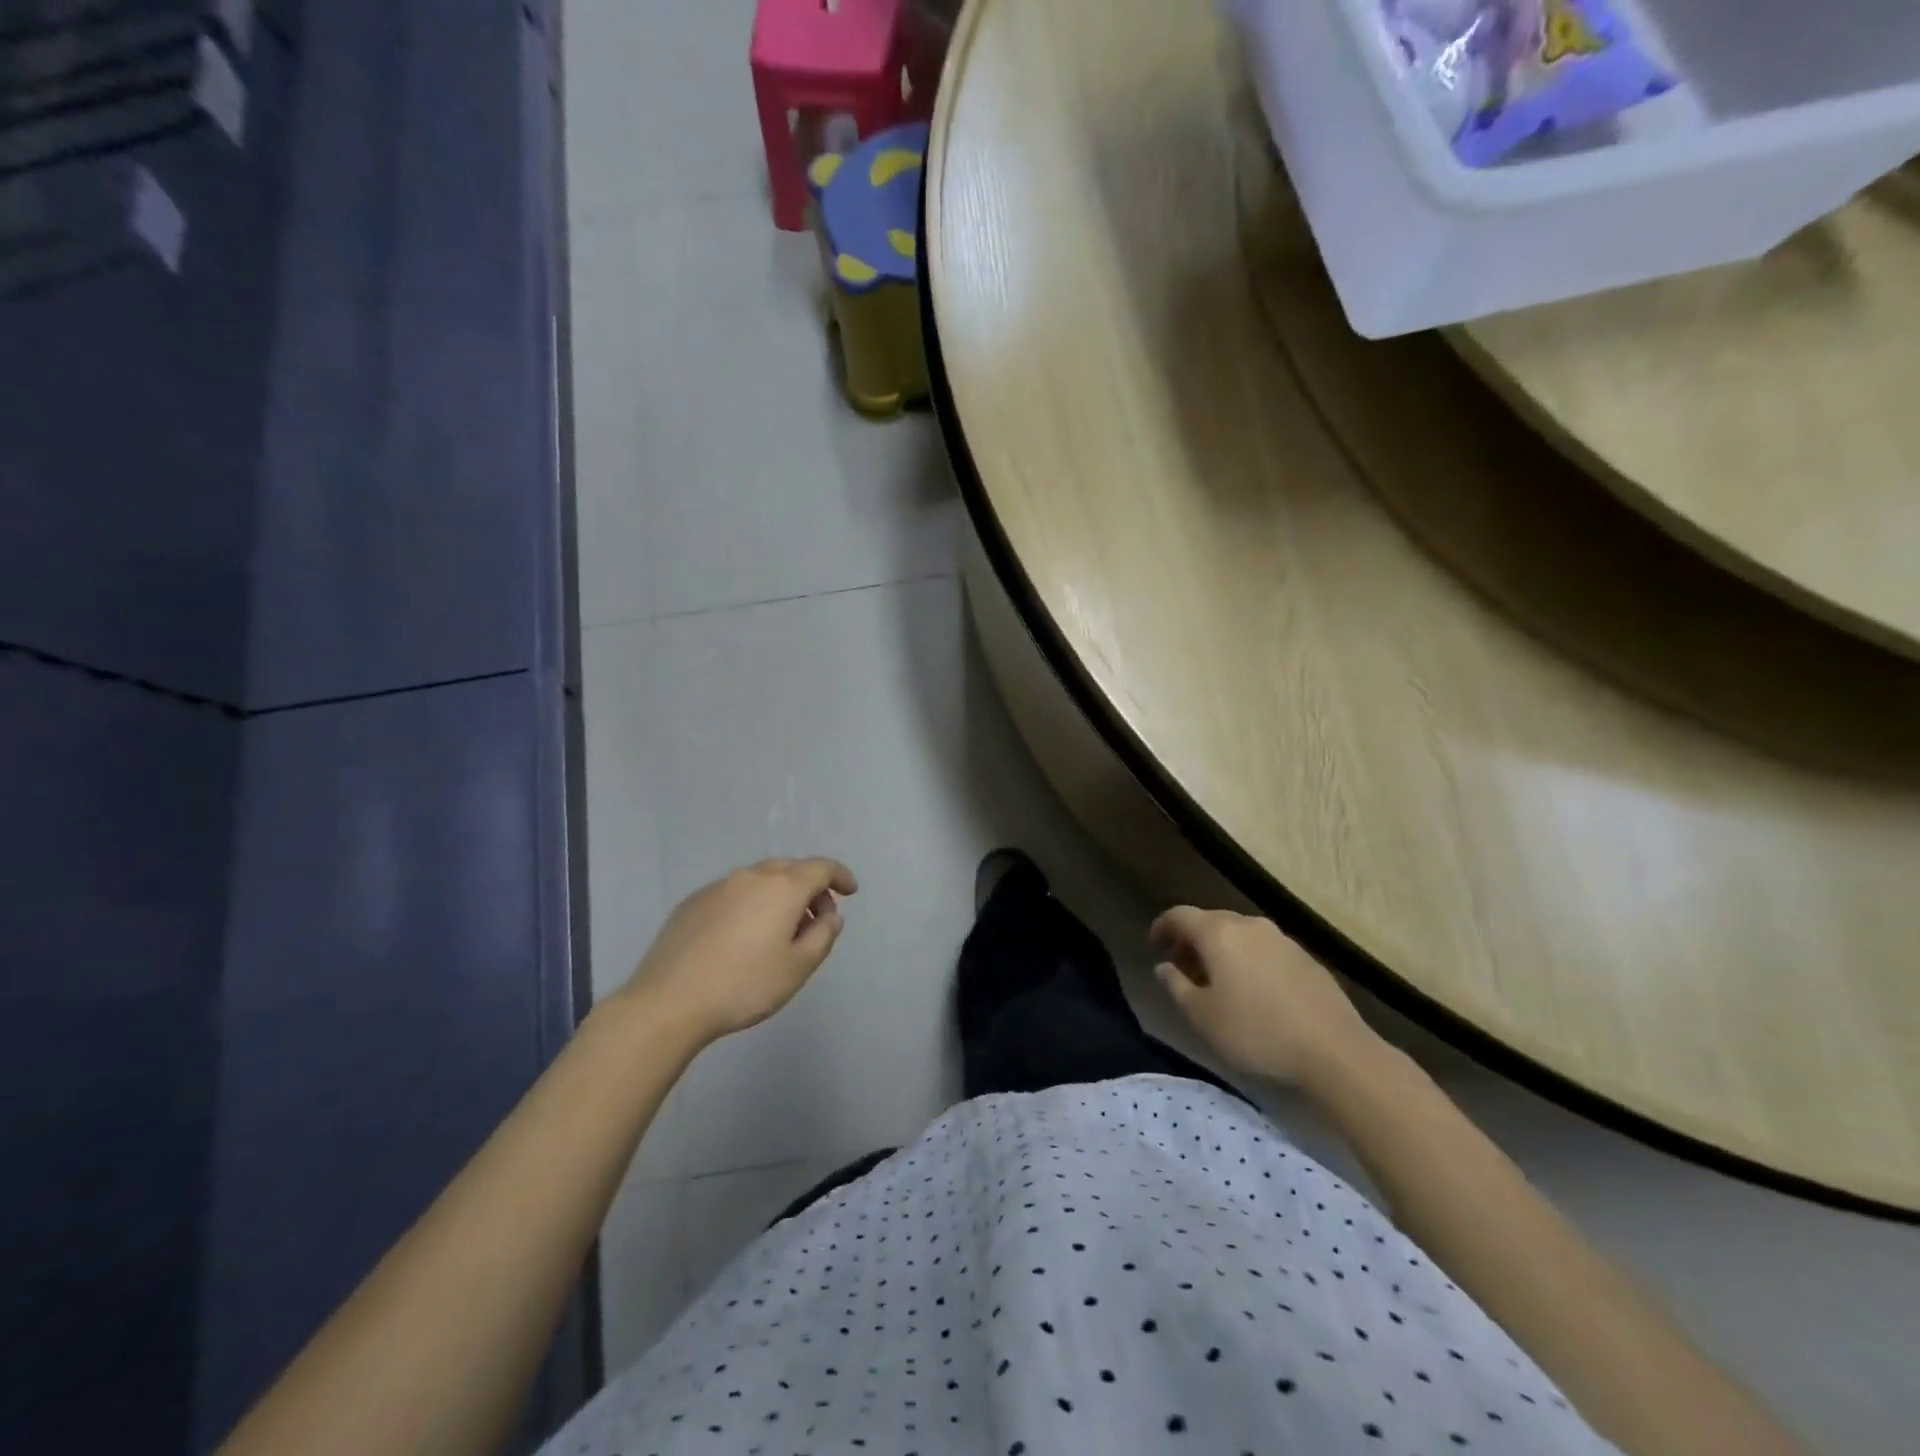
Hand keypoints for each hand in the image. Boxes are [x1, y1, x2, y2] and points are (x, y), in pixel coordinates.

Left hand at [622, 857, 857, 1043]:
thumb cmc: (744, 985)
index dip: (840, 876)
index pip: (821, 867)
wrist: (668, 1001)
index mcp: (783, 888)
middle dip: (810, 887)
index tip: (850, 892)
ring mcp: (718, 887)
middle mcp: (751, 877)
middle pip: (790, 868)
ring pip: (760, 879)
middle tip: (816, 918)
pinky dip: (750, 904)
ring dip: (779, 895)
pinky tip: (742, 936)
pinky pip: (733, 893)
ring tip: (779, 930)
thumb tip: (830, 916)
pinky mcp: (692, 902)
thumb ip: (823, 936)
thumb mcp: (798, 968)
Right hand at [1149, 906, 1380, 1089]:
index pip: (1179, 915)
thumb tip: (1163, 967)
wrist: (1335, 1051)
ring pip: (1239, 934)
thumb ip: (1176, 986)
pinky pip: (1264, 948)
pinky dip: (1247, 959)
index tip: (1154, 946)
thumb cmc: (1257, 1032)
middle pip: (1210, 921)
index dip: (1162, 927)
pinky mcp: (1305, 958)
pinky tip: (1252, 989)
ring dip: (1221, 949)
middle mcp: (1249, 925)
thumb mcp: (1202, 1017)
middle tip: (1182, 966)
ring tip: (1216, 980)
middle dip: (1191, 939)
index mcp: (1218, 933)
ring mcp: (1281, 939)